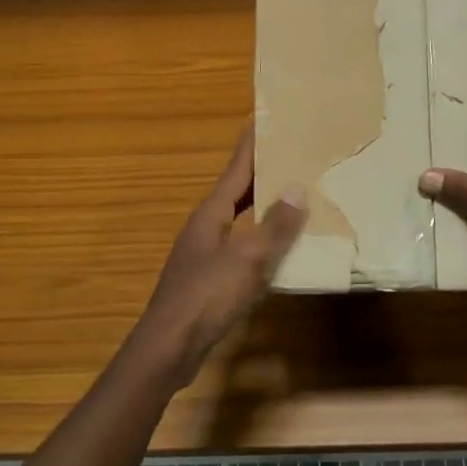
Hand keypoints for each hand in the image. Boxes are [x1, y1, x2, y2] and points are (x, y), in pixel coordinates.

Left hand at [136, 128, 304, 382]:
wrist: (169, 347)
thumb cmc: (207, 296)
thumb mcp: (249, 258)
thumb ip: (275, 225)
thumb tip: (297, 188)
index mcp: (211, 213)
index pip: (236, 169)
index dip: (251, 144)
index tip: (264, 118)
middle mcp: (205, 227)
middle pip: (236, 191)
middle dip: (262, 173)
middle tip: (292, 154)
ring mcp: (203, 254)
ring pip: (239, 220)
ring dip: (262, 207)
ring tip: (293, 196)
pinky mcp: (207, 279)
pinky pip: (240, 248)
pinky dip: (260, 240)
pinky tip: (279, 250)